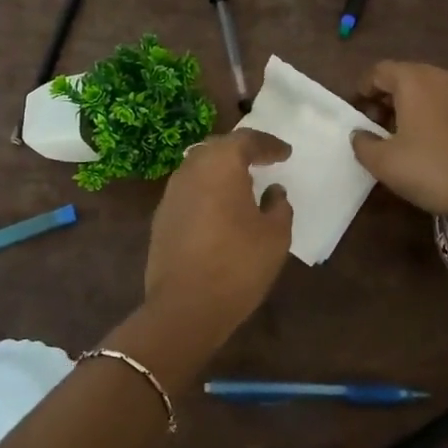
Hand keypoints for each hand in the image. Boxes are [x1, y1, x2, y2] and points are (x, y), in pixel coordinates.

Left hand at [145, 129, 292, 331]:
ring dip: (221, 170)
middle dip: (241, 150)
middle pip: (218, 148)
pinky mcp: (161, 216)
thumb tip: (273, 191)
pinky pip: (189, 190)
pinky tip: (220, 207)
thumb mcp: (275, 236)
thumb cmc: (238, 265)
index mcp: (221, 164)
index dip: (268, 145)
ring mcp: (171, 193)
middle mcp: (191, 169)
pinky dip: (207, 190)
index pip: (246, 140)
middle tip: (262, 160)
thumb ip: (279, 206)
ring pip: (199, 167)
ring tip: (242, 182)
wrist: (184, 307)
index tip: (285, 154)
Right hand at [352, 62, 447, 223]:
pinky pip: (447, 102)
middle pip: (404, 77)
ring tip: (402, 136)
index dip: (363, 89)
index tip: (357, 113)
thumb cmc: (432, 170)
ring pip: (428, 89)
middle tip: (376, 127)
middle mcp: (441, 76)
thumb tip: (360, 134)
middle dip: (386, 98)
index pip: (379, 71)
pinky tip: (431, 142)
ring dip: (410, 106)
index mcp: (414, 80)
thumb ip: (363, 143)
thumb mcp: (384, 162)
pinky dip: (433, 114)